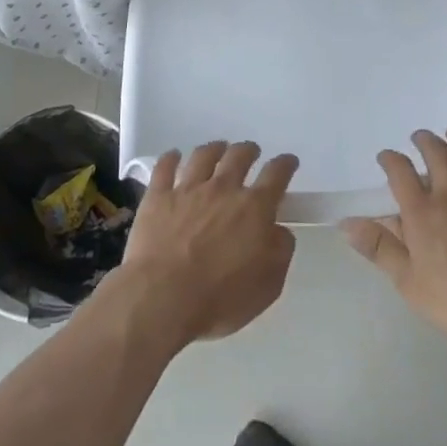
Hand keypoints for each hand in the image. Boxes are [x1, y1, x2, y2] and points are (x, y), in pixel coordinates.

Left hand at [112, 142, 298, 346]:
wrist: (164, 297)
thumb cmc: (220, 297)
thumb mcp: (268, 284)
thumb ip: (280, 251)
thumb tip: (279, 230)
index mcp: (254, 208)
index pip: (276, 175)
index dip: (285, 164)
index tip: (288, 161)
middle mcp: (223, 189)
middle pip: (239, 156)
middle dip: (248, 150)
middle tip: (250, 152)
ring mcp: (188, 189)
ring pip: (204, 156)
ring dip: (214, 148)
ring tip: (218, 148)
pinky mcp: (158, 197)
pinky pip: (164, 167)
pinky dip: (170, 158)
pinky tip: (173, 155)